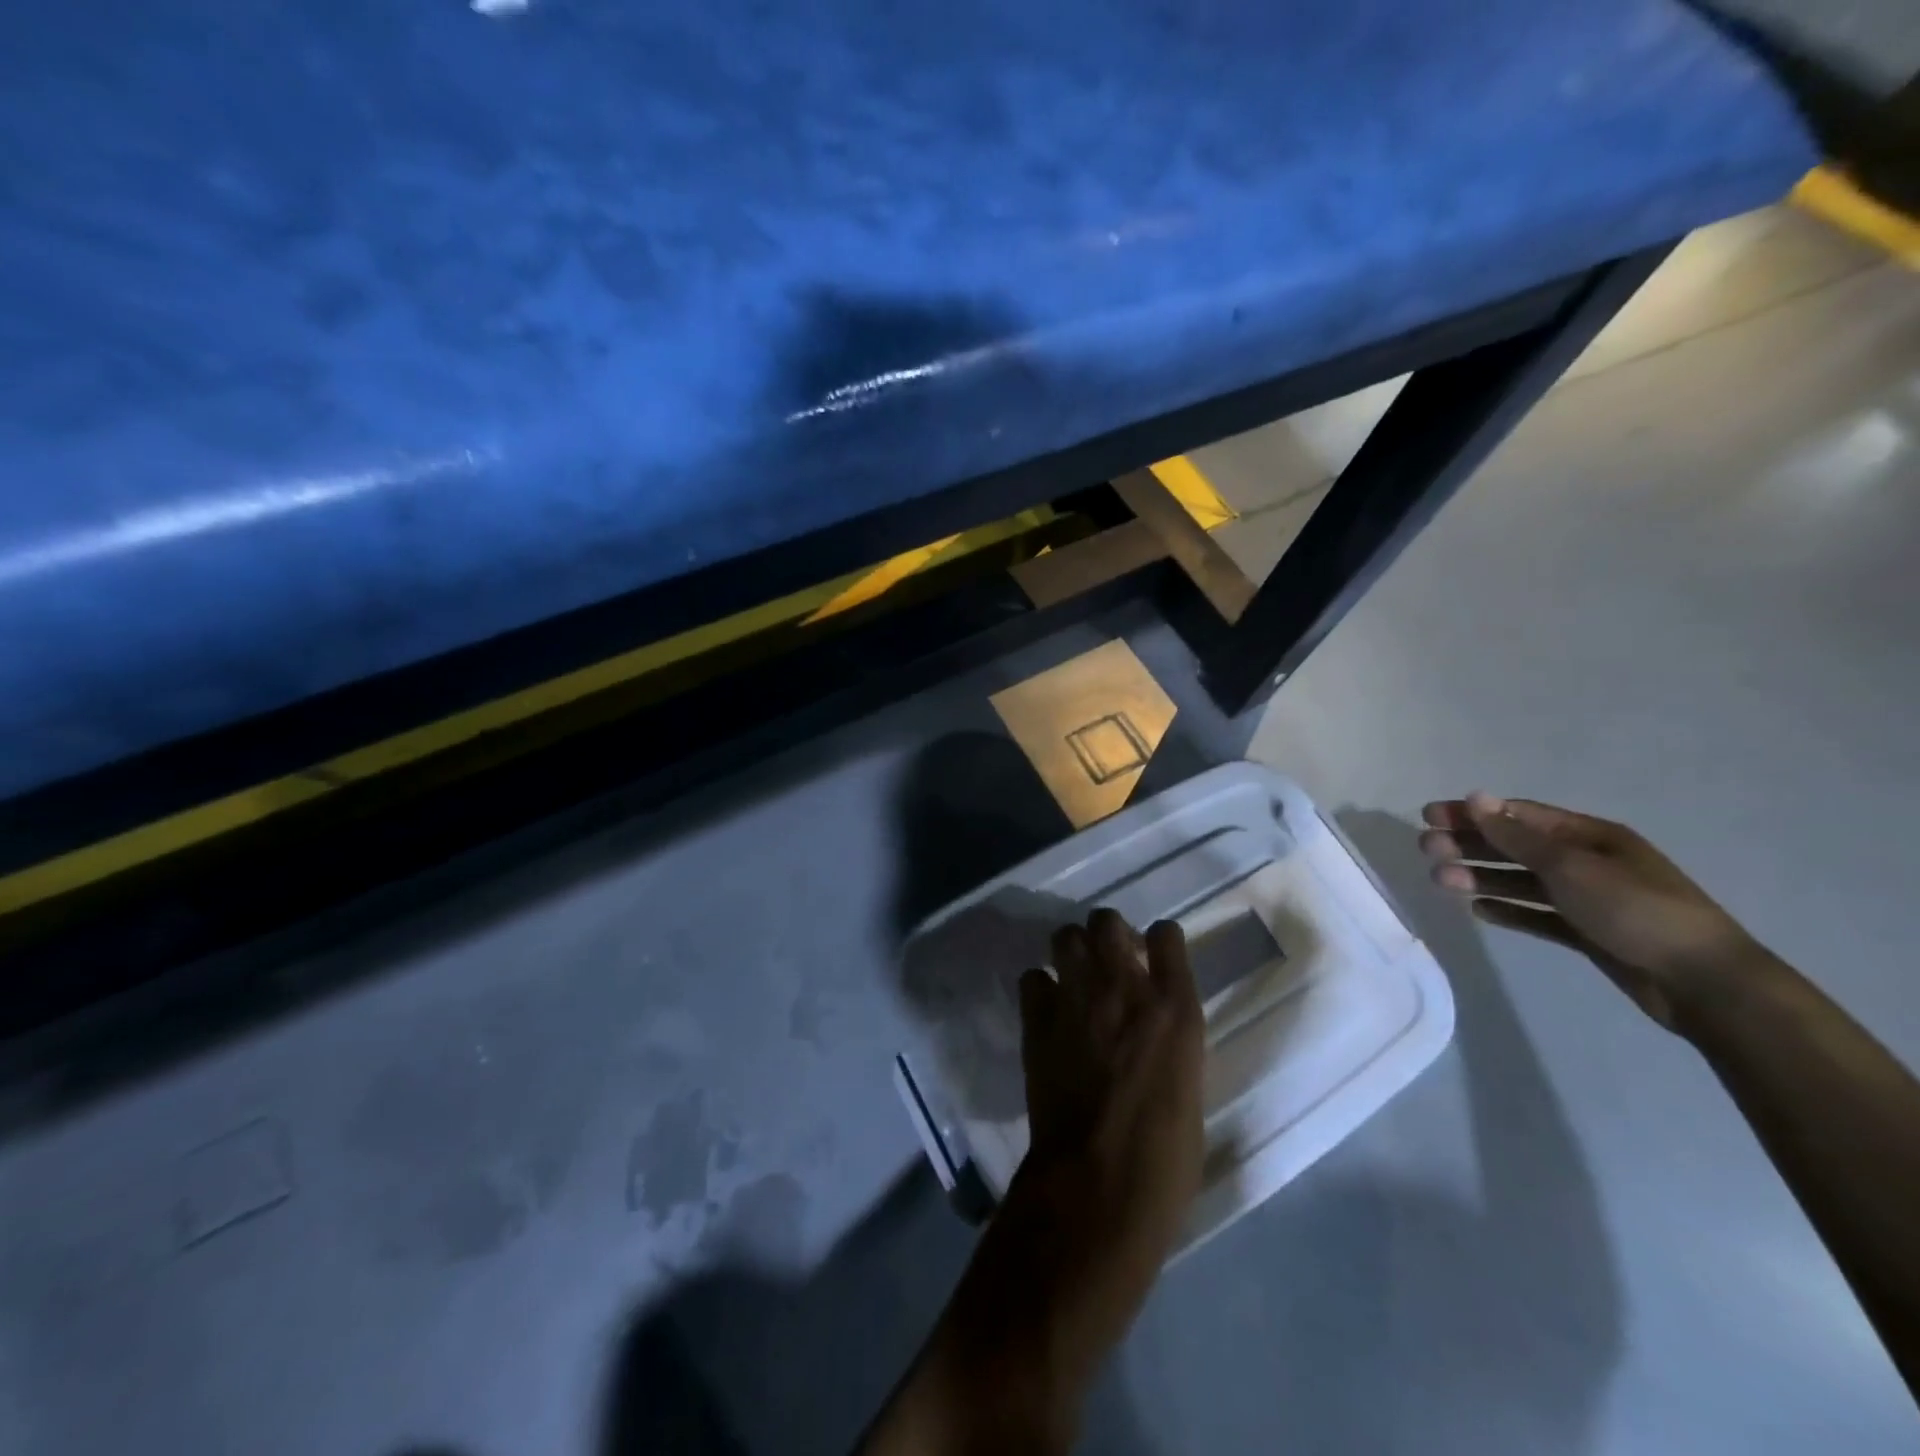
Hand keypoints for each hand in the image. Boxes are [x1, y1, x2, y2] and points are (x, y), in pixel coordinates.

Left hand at [1020, 909, 1205, 1261]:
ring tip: (1076, 978)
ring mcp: (1077, 999)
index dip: (1160, 940)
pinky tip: (1048, 1011)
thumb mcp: (1188, 1086)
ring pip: (1065, 936)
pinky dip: (1040, 988)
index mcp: (1176, 1009)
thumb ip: (1170, 1042)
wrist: (1099, 1184)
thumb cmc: (1164, 1155)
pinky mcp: (1038, 1020)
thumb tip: (1153, 1033)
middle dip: (1108, 933)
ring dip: (1071, 951)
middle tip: (1110, 961)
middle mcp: (1125, 989)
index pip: (1168, 935)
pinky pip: (1032, 978)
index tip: (1154, 954)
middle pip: (1107, 921)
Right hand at [1420, 793, 1765, 1032]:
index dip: (1472, 813)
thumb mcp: (1570, 867)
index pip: (1518, 816)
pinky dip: (1509, 911)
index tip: (1428, 816)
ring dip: (1481, 878)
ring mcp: (1588, 898)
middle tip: (1426, 850)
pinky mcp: (1588, 933)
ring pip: (1521, 882)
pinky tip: (1480, 912)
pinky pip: (1538, 915)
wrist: (1703, 983)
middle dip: (1469, 845)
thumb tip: (1476, 797)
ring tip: (1440, 882)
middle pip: (1515, 847)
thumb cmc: (1636, 910)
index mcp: (1589, 836)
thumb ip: (1517, 836)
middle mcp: (1587, 861)